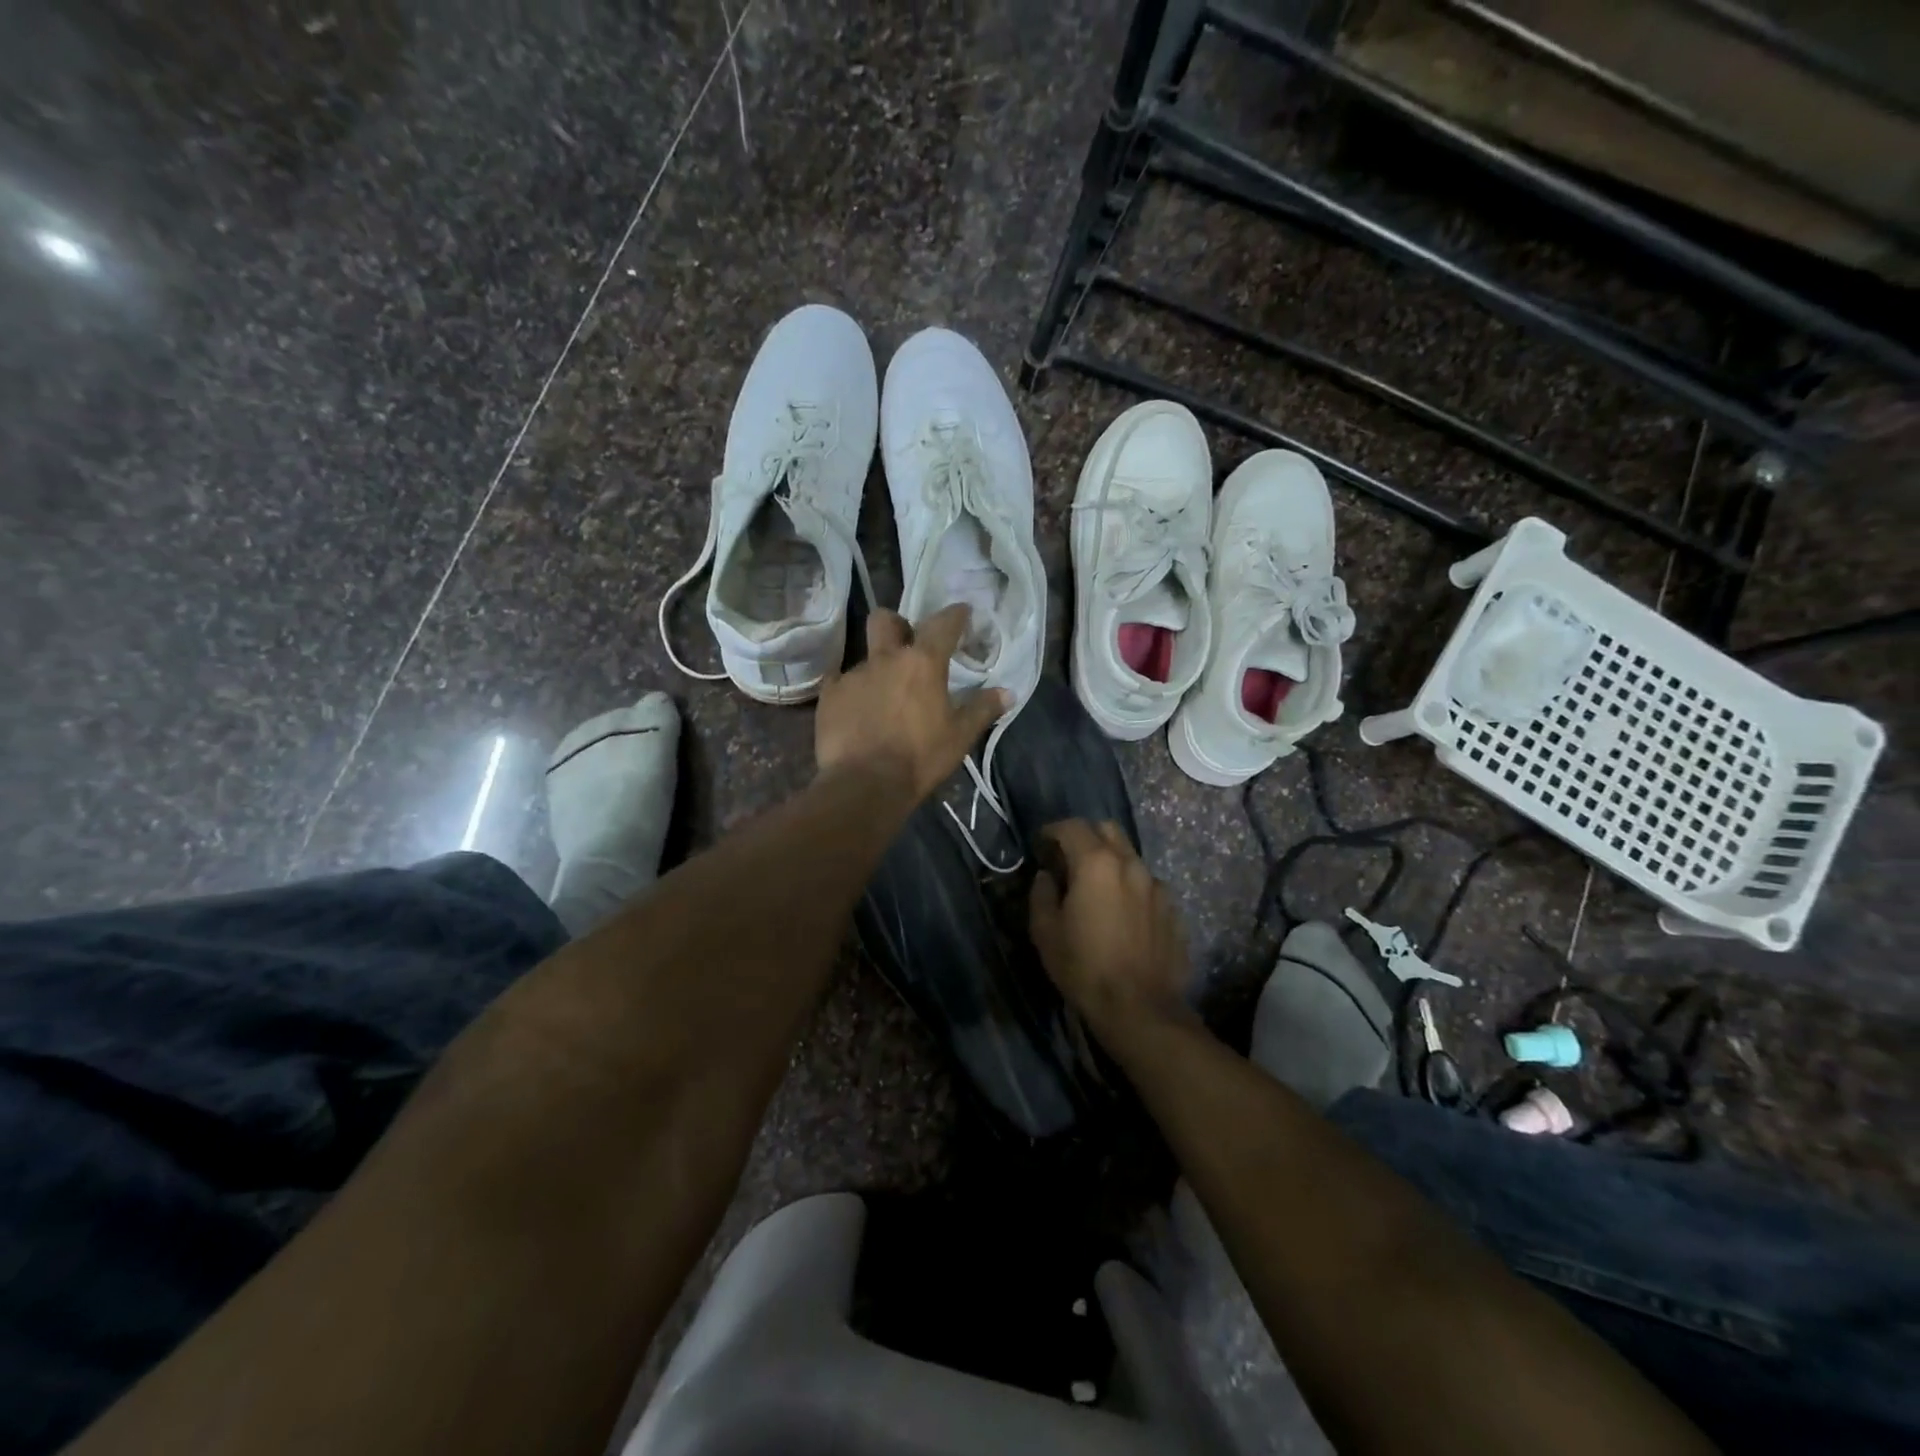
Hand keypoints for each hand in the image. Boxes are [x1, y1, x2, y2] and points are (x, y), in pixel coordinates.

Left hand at [815, 604, 1010, 802]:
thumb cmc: (920, 758)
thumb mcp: (959, 737)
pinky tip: (856, 712)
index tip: (962, 612)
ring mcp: (852, 675)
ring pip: (865, 657)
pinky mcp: (829, 696)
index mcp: (923, 663)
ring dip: (877, 668)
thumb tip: (1008, 692)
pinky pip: (840, 683)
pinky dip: (852, 692)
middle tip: (906, 645)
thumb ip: (982, 709)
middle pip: (885, 620)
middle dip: (897, 625)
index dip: (955, 615)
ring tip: (883, 696)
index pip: (943, 624)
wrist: (864, 784)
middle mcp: (885, 659)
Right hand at [1029, 820, 1194, 1041]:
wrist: (1140, 1009)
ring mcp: (1156, 886)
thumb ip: (1042, 894)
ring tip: (1097, 888)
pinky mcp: (1172, 909)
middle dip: (1086, 836)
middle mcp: (1130, 864)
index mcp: (1096, 864)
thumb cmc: (1084, 967)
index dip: (1053, 830)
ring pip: (1130, 856)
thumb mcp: (1045, 932)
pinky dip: (1130, 886)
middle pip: (1108, 830)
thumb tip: (1047, 877)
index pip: (1072, 827)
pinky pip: (1146, 884)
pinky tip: (1122, 913)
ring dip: (1110, 861)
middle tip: (1069, 858)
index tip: (1042, 844)